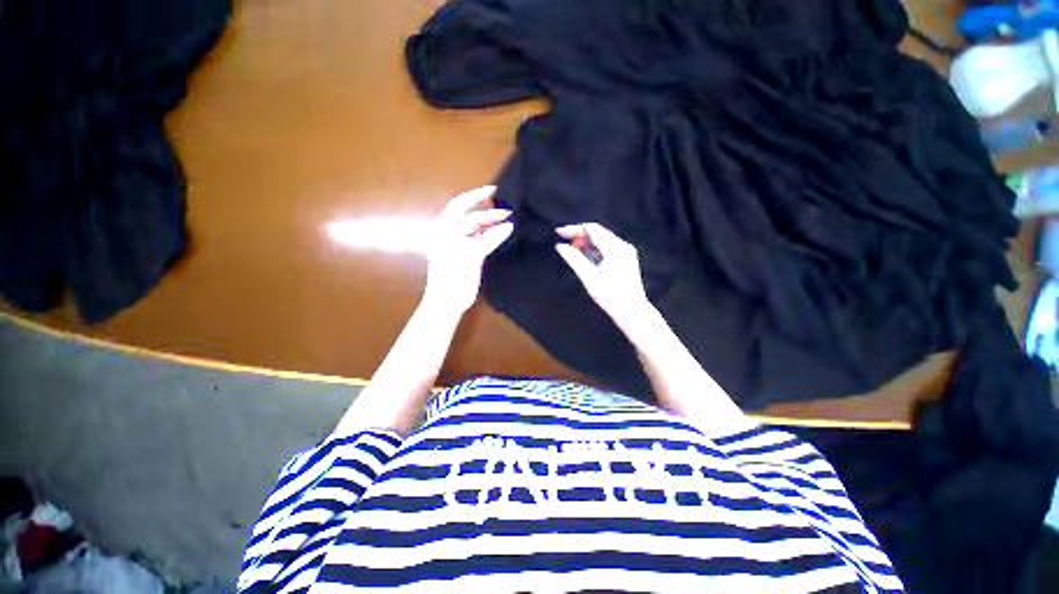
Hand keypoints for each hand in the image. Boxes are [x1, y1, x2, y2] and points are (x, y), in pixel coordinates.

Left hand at [423, 185, 513, 315]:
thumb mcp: (471, 255)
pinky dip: (492, 236)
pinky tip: (503, 234)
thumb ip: (490, 239)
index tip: (495, 190)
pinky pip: (481, 240)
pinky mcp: (469, 255)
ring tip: (509, 220)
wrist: (448, 303)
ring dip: (491, 224)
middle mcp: (452, 234)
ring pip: (477, 229)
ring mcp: (461, 245)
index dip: (476, 196)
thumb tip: (509, 226)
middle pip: (471, 217)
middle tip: (508, 210)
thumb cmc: (453, 276)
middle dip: (488, 211)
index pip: (460, 205)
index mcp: (445, 229)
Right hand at [555, 223, 652, 327]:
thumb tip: (560, 246)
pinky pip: (608, 247)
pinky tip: (587, 258)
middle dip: (580, 236)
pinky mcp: (626, 260)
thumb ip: (574, 259)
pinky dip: (595, 249)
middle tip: (565, 246)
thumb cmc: (610, 296)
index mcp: (614, 248)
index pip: (591, 229)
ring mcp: (626, 252)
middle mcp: (622, 246)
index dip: (573, 230)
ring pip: (602, 240)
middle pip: (597, 232)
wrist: (632, 311)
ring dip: (587, 243)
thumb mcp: (589, 277)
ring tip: (574, 253)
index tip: (559, 233)